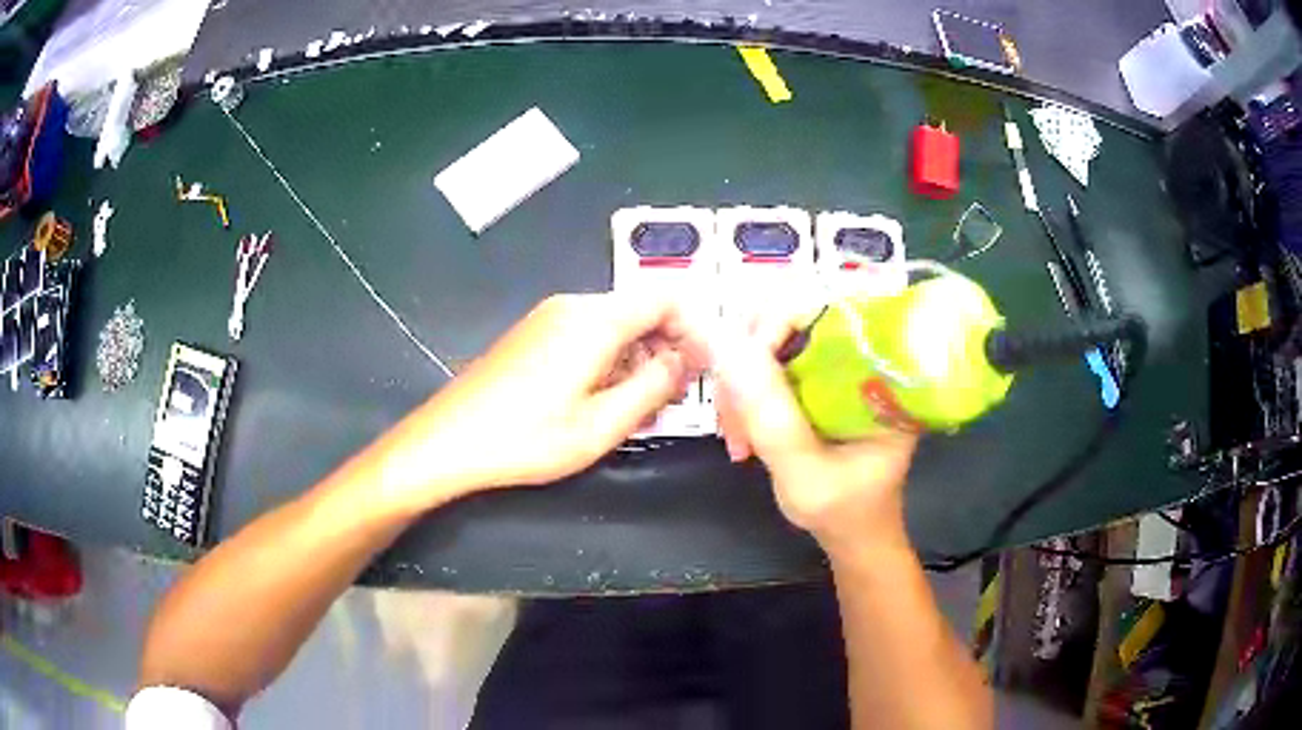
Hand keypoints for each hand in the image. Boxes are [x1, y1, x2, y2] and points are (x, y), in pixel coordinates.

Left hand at [374, 293, 700, 510]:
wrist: (448, 442)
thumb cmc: (526, 438)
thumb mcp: (602, 424)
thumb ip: (655, 386)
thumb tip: (690, 359)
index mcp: (594, 319)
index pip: (667, 297)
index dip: (696, 328)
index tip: (706, 368)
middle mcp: (573, 306)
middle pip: (641, 311)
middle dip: (669, 348)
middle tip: (676, 398)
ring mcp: (549, 318)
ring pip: (616, 326)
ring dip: (639, 360)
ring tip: (641, 410)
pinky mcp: (534, 335)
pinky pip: (589, 336)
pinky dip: (611, 362)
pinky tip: (603, 401)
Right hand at [710, 312, 918, 554]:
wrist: (854, 533)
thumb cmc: (844, 510)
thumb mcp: (806, 472)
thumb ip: (771, 416)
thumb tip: (726, 347)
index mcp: (883, 366)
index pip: (829, 307)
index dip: (776, 324)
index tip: (743, 374)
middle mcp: (863, 353)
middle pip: (792, 317)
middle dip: (749, 362)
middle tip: (733, 416)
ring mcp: (838, 364)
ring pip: (773, 340)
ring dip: (742, 384)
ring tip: (737, 437)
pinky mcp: (818, 378)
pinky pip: (771, 364)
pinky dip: (747, 394)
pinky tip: (743, 433)